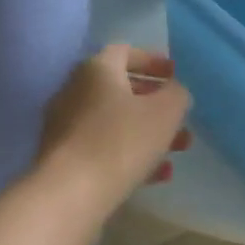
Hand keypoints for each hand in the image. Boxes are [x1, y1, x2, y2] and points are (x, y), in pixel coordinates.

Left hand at [37, 44, 192, 212]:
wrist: (70, 192)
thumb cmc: (122, 141)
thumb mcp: (165, 112)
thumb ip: (176, 94)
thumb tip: (173, 91)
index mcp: (96, 69)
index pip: (125, 52)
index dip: (152, 60)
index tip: (175, 74)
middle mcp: (74, 90)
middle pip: (120, 89)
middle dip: (155, 104)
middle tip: (181, 119)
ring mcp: (65, 125)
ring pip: (114, 122)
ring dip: (147, 133)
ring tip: (177, 151)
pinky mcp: (63, 157)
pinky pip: (102, 147)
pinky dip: (129, 154)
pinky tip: (156, 175)